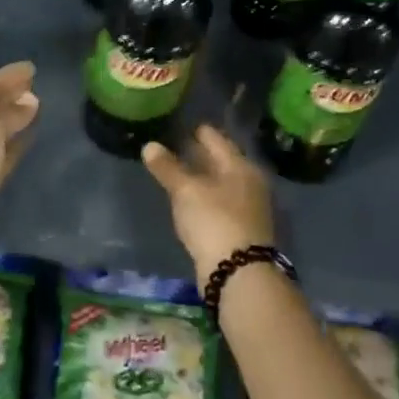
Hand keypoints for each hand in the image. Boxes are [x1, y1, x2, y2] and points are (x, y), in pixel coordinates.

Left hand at [0, 61, 39, 273]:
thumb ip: (9, 114)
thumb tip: (30, 100)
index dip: (7, 75)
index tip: (31, 67)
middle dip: (11, 94)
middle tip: (36, 83)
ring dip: (15, 117)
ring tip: (37, 105)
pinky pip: (5, 153)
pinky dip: (17, 142)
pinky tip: (31, 136)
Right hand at [141, 125, 276, 280]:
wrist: (239, 273)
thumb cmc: (214, 220)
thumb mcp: (186, 191)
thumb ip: (167, 167)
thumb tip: (149, 145)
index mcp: (240, 166)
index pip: (216, 139)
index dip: (197, 131)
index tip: (179, 124)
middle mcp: (249, 182)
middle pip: (221, 161)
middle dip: (199, 154)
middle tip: (173, 145)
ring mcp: (248, 207)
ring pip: (220, 183)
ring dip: (201, 177)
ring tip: (176, 172)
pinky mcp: (241, 228)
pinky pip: (219, 202)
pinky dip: (204, 196)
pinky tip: (189, 200)